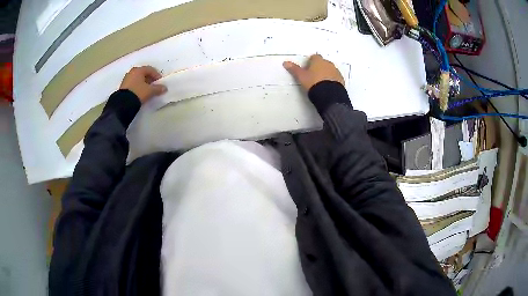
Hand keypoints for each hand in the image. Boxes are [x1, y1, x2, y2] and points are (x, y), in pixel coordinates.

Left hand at [119, 66, 166, 103]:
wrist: (123, 104)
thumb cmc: (138, 93)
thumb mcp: (150, 91)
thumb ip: (158, 89)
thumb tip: (164, 88)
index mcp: (139, 70)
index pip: (150, 69)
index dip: (157, 75)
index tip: (160, 82)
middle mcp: (132, 72)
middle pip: (143, 73)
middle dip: (150, 79)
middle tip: (154, 86)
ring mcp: (126, 79)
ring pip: (138, 79)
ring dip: (143, 83)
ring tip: (147, 90)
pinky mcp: (123, 86)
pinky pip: (133, 83)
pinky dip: (138, 86)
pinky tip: (140, 93)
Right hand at [283, 54, 344, 91]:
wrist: (329, 95)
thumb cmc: (313, 83)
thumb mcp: (301, 77)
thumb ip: (294, 69)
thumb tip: (285, 62)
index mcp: (318, 61)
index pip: (314, 57)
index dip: (311, 62)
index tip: (307, 69)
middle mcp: (328, 64)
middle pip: (323, 63)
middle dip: (319, 67)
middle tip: (313, 76)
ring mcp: (336, 72)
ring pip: (330, 70)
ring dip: (326, 74)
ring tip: (320, 83)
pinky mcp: (341, 80)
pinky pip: (335, 78)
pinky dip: (332, 80)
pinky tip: (327, 87)